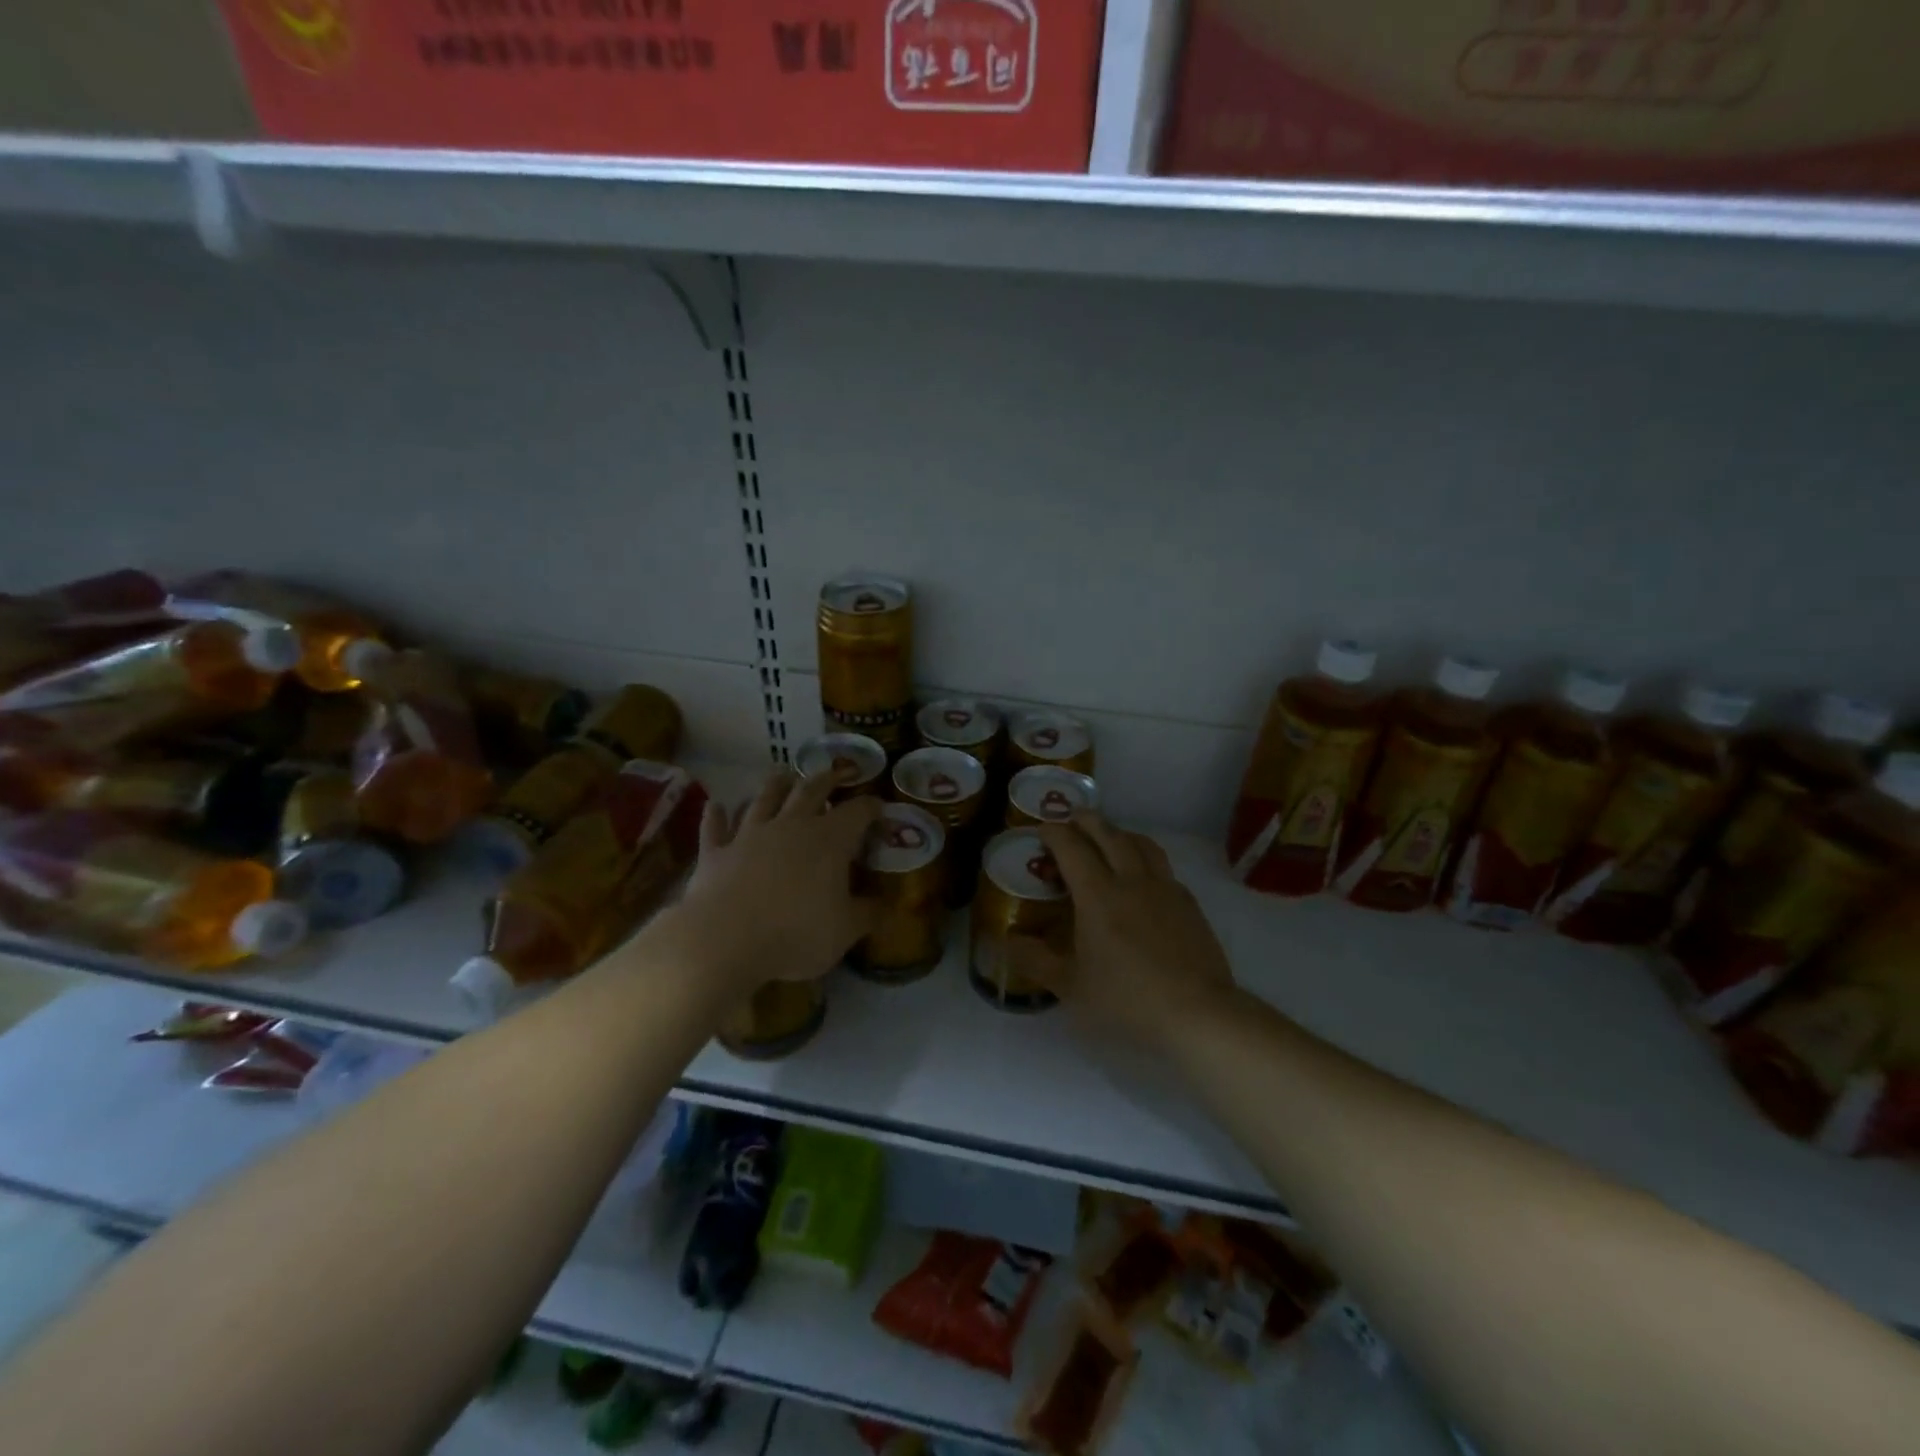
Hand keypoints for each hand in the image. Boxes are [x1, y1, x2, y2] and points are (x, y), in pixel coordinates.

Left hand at [670, 769, 879, 991]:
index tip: (880, 808)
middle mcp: (791, 825)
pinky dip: (716, 814)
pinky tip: (716, 805)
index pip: (858, 812)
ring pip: (765, 798)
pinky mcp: (716, 851)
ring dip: (776, 784)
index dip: (871, 807)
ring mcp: (750, 834)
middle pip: (812, 790)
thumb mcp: (845, 931)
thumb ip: (869, 913)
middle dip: (827, 780)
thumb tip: (888, 904)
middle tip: (835, 774)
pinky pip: (715, 826)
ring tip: (783, 775)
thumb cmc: (796, 934)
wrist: (724, 941)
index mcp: (830, 839)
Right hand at [1008, 813, 1236, 1050]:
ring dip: (1119, 832)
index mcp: (1098, 895)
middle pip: (1108, 834)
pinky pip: (1162, 866)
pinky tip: (1142, 876)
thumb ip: (1036, 960)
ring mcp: (1165, 888)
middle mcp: (1131, 880)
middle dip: (1086, 820)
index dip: (1054, 833)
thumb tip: (1006, 941)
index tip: (1042, 830)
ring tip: (1108, 836)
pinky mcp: (1189, 903)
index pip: (1072, 848)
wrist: (1197, 1013)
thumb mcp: (1071, 987)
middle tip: (1072, 818)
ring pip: (1141, 843)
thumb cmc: (1127, 1000)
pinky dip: (1145, 857)